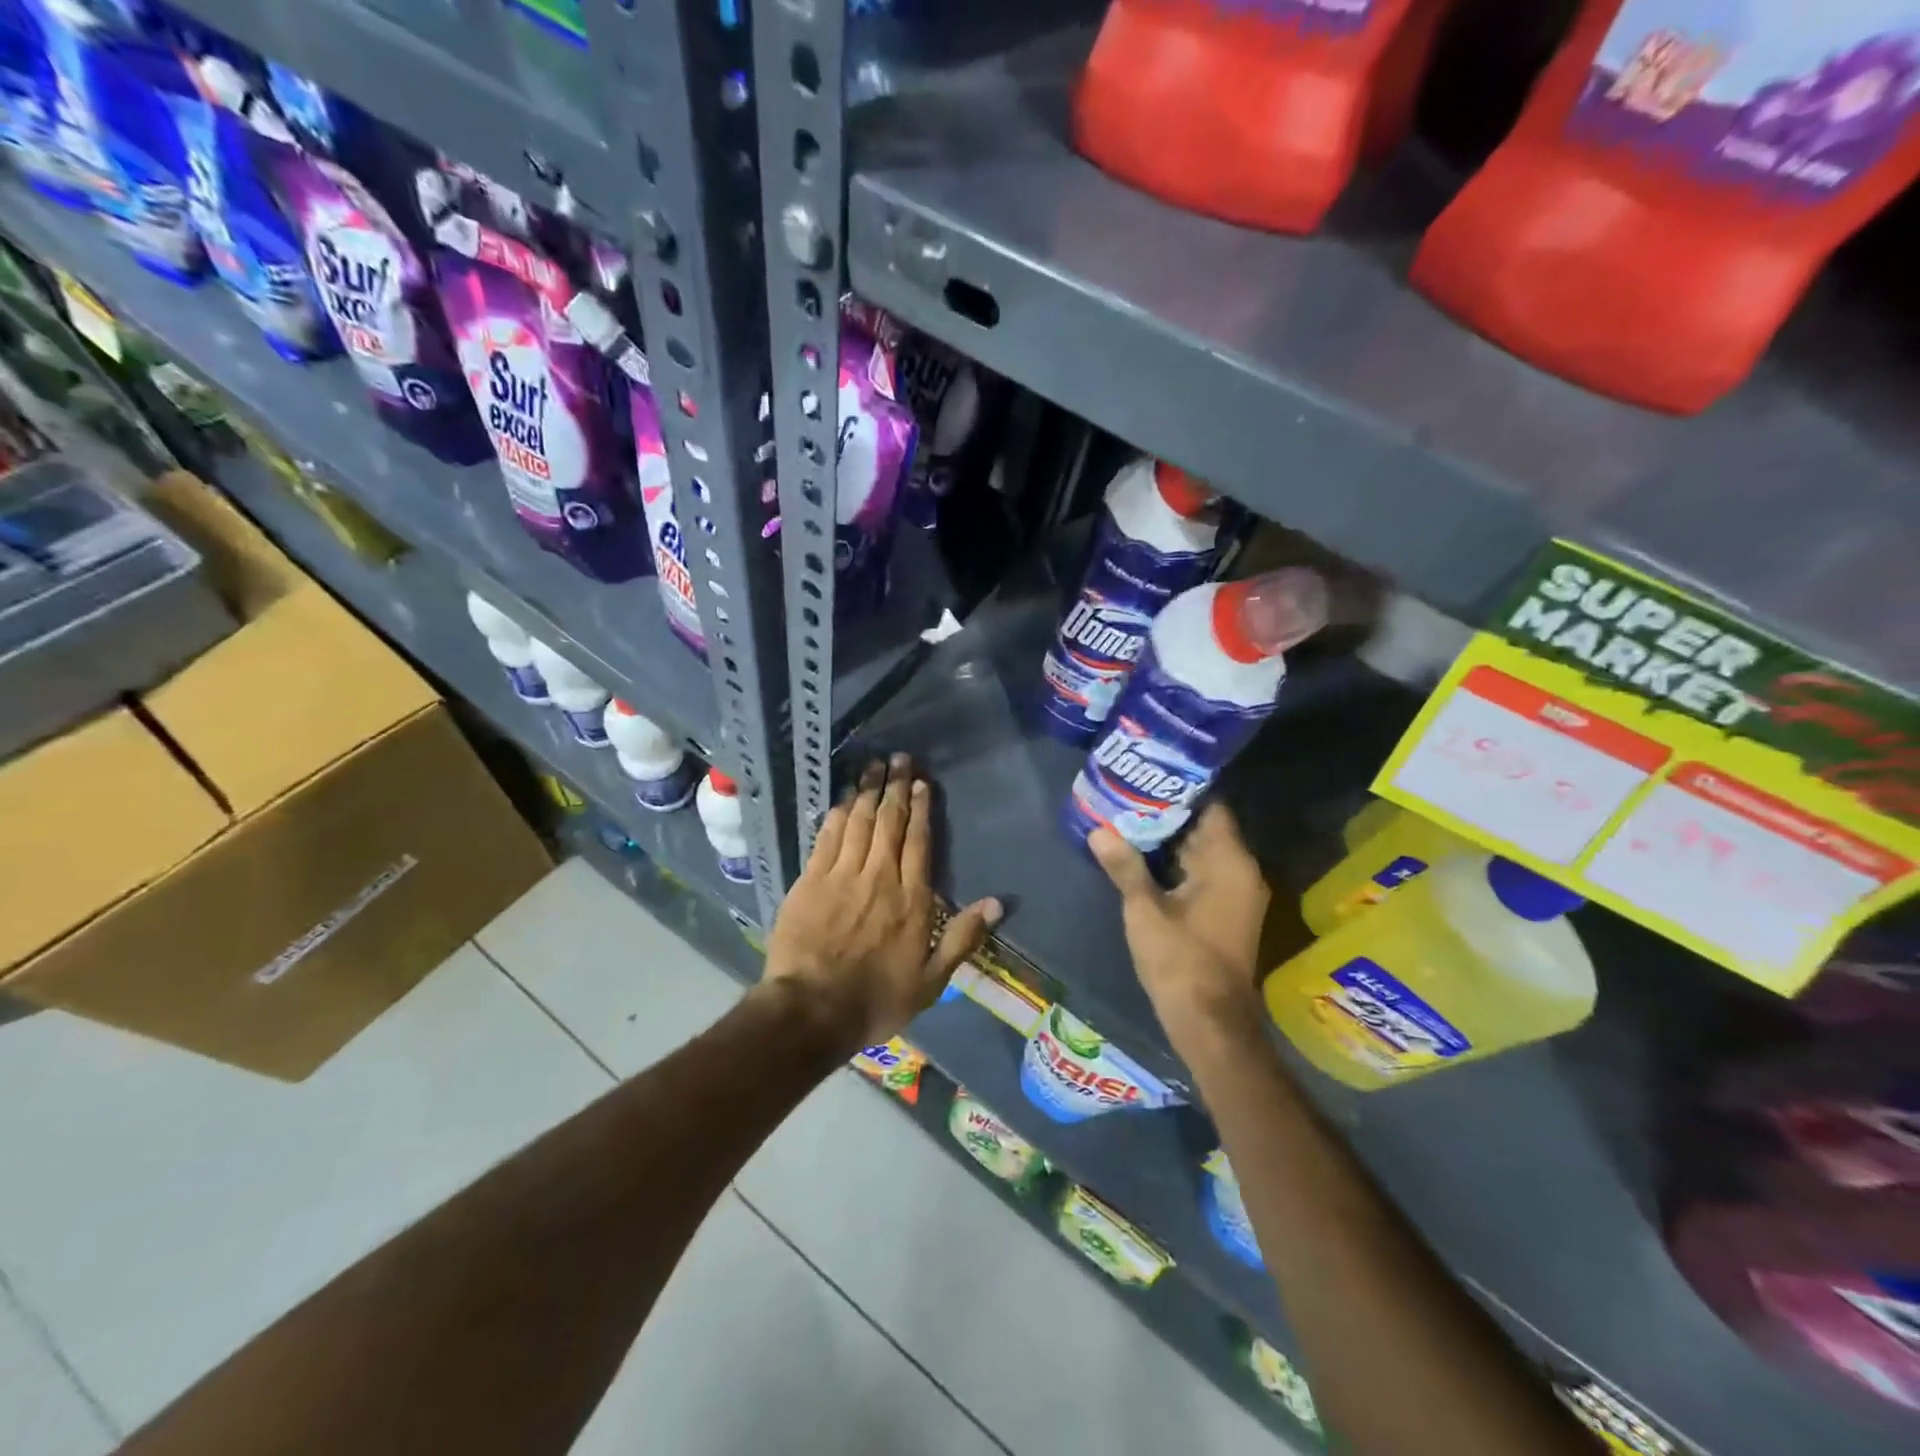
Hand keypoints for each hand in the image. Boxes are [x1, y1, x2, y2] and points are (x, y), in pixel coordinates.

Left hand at [765, 755, 1002, 1050]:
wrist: (812, 1010)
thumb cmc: (877, 999)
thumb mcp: (932, 980)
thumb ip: (963, 937)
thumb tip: (997, 902)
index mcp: (911, 898)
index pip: (918, 841)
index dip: (920, 809)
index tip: (921, 783)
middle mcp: (879, 877)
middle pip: (889, 822)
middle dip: (895, 787)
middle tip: (899, 759)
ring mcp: (842, 875)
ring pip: (859, 822)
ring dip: (867, 791)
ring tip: (873, 766)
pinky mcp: (811, 880)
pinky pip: (827, 838)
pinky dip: (837, 815)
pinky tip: (843, 800)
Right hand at [1089, 804, 1269, 1033]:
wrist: (1209, 1021)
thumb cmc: (1180, 960)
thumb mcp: (1145, 910)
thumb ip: (1125, 867)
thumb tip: (1099, 831)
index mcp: (1229, 863)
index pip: (1211, 807)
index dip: (1180, 790)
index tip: (1147, 776)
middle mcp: (1241, 872)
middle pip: (1205, 828)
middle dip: (1167, 813)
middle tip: (1127, 795)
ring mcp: (1236, 893)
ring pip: (1201, 852)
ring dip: (1169, 840)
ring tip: (1127, 819)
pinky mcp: (1226, 912)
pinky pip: (1202, 873)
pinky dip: (1176, 864)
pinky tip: (1141, 857)